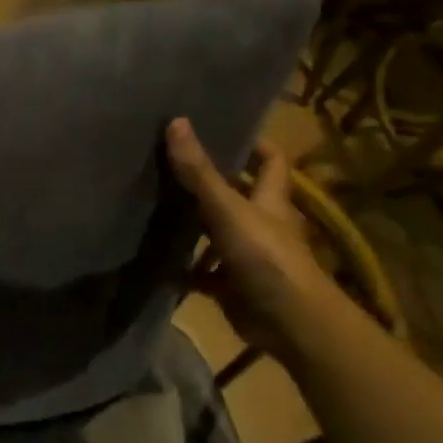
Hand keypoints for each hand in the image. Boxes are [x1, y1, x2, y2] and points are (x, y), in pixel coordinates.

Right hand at [166, 119, 336, 357]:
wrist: (287, 321)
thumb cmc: (265, 257)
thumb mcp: (228, 209)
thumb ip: (200, 172)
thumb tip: (177, 121)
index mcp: (270, 199)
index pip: (271, 161)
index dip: (253, 144)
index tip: (223, 131)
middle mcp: (262, 223)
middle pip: (239, 195)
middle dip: (210, 183)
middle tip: (172, 165)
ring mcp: (248, 256)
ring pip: (218, 233)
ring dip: (193, 226)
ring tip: (155, 208)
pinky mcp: (234, 285)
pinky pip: (204, 273)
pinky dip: (185, 269)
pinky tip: (158, 261)